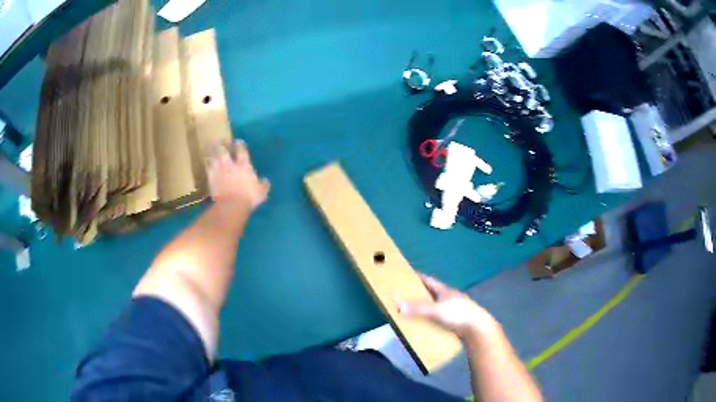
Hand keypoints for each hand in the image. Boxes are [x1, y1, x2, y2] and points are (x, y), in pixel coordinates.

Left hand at [206, 139, 269, 209]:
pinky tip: (207, 161)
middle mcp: (230, 164)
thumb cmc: (248, 198)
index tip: (238, 141)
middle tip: (222, 140)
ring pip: (213, 155)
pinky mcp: (210, 177)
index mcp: (243, 165)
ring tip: (211, 146)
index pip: (241, 150)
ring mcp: (219, 170)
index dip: (239, 144)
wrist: (231, 205)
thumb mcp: (261, 193)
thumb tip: (266, 180)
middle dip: (222, 143)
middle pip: (224, 149)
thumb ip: (264, 185)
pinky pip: (207, 167)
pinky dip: (207, 162)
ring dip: (212, 150)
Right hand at [396, 274, 497, 338]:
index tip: (407, 275)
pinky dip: (433, 319)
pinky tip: (426, 325)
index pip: (429, 281)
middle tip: (405, 295)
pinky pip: (441, 318)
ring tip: (413, 312)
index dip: (418, 277)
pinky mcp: (458, 322)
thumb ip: (418, 308)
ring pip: (437, 306)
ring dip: (427, 308)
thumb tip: (398, 304)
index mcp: (446, 291)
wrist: (479, 329)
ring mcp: (455, 310)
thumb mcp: (436, 310)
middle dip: (421, 293)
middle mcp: (451, 298)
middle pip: (433, 293)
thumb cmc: (458, 315)